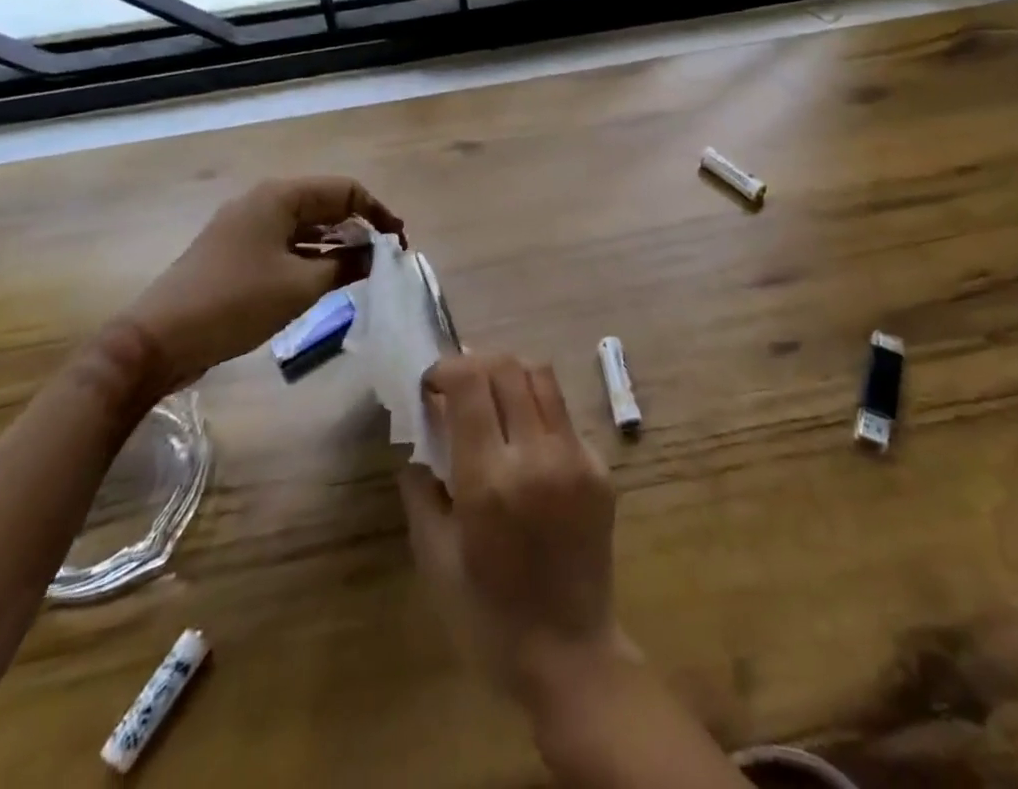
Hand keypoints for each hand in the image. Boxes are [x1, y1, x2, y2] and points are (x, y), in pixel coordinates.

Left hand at [123, 176, 401, 391]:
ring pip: (306, 224)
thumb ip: (346, 264)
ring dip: (337, 242)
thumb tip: (376, 255)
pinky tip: (328, 277)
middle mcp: (264, 201)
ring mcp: (247, 226)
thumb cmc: (236, 303)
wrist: (158, 340)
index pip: (345, 190)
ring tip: (364, 269)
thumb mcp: (301, 286)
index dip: (378, 213)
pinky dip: (312, 254)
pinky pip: (287, 242)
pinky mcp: (237, 251)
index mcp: (280, 197)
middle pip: (326, 203)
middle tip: (385, 258)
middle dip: (359, 226)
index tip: (399, 243)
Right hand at [398, 354, 635, 706]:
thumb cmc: (488, 617)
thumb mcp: (435, 559)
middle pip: (508, 367)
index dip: (445, 370)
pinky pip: (564, 413)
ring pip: (542, 377)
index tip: (430, 385)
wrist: (569, 654)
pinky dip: (538, 408)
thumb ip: (421, 490)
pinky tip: (525, 440)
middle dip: (475, 364)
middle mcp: (537, 455)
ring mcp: (575, 457)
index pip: (470, 384)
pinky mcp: (600, 467)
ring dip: (510, 375)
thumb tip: (417, 440)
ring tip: (492, 399)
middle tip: (458, 386)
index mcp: (489, 480)